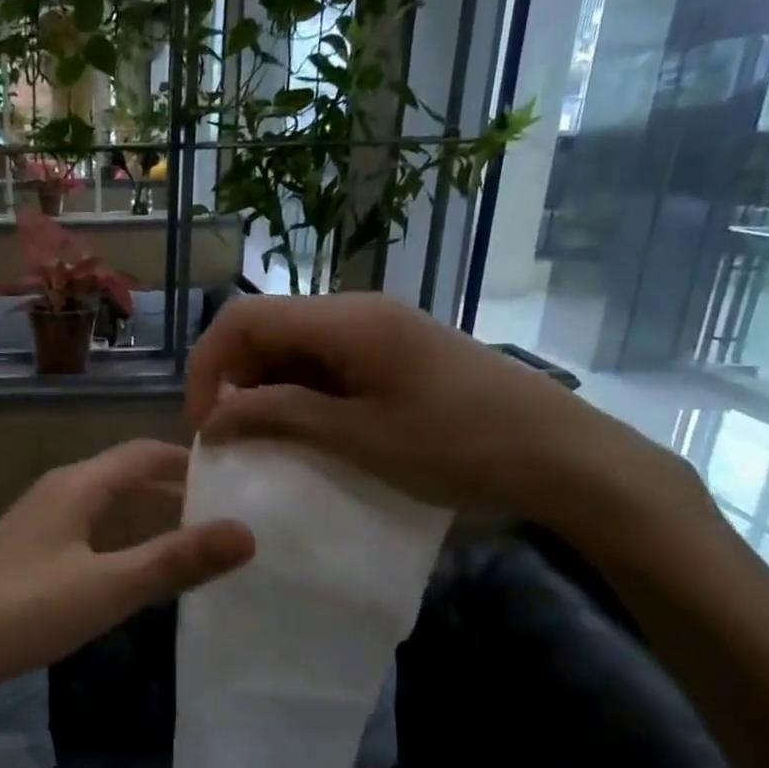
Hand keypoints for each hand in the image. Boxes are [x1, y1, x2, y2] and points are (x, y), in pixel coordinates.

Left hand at [0, 440, 254, 704]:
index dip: (188, 460)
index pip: (143, 453)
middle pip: (125, 477)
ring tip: (193, 546)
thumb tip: (247, 532)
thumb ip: (174, 561)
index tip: (235, 477)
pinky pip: (86, 533)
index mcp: (77, 485)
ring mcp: (37, 523)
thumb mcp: (106, 588)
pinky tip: (134, 573)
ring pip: (105, 507)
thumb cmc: (21, 610)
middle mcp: (57, 492)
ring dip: (147, 518)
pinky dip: (120, 542)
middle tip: (225, 518)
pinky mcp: (26, 553)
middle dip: (174, 491)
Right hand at [185, 294, 698, 534]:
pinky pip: (324, 361)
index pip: (242, 319)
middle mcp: (355, 311)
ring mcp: (377, 329)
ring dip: (265, 389)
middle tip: (233, 438)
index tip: (205, 424)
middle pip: (264, 328)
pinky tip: (308, 430)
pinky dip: (300, 392)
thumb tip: (211, 419)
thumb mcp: (357, 437)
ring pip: (291, 346)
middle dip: (233, 380)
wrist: (563, 455)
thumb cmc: (458, 446)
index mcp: (345, 321)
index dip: (207, 366)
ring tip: (267, 440)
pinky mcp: (393, 351)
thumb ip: (277, 416)